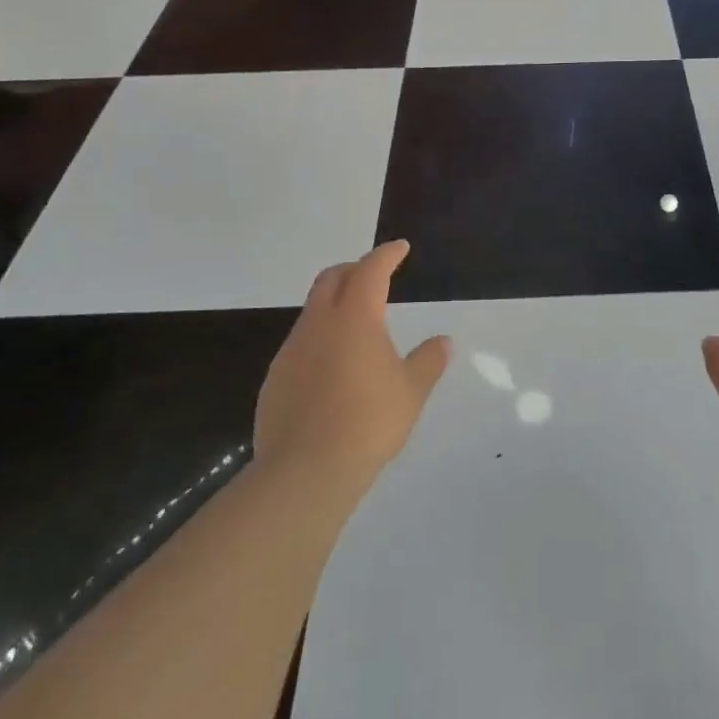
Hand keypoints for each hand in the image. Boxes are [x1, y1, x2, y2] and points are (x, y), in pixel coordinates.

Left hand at [254, 242, 450, 488]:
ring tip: (357, 327)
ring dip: (335, 305)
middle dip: (354, 269)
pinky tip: (333, 369)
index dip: (386, 255)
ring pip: (312, 311)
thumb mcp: (412, 390)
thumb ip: (429, 360)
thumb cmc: (369, 422)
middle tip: (374, 275)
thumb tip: (442, 342)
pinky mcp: (275, 379)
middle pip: (331, 279)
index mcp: (355, 317)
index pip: (371, 270)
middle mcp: (319, 324)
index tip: (400, 248)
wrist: (306, 470)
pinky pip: (300, 344)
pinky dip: (320, 340)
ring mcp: (292, 351)